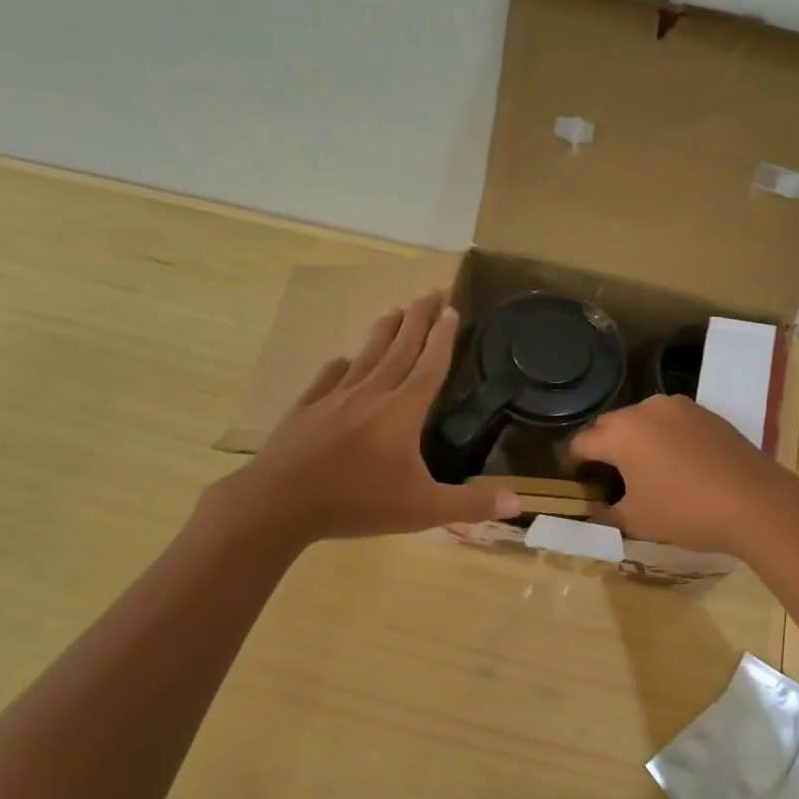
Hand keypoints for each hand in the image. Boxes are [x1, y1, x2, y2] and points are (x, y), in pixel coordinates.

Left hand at [212, 290, 520, 545]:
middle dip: (417, 318)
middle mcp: (371, 394)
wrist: (280, 503)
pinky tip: (340, 360)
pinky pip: (328, 378)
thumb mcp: (422, 510)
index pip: (430, 365)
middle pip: (400, 348)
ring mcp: (334, 398)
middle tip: (429, 288)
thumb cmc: (357, 503)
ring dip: (383, 331)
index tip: (451, 309)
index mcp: (402, 411)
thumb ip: (470, 504)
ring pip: (365, 356)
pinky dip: (339, 365)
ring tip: (393, 308)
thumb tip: (518, 502)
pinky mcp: (306, 409)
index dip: (443, 337)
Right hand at [567, 394, 798, 555]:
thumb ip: (605, 515)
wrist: (757, 503)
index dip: (572, 465)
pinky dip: (664, 441)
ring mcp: (681, 407)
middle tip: (607, 481)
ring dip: (635, 442)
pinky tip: (676, 467)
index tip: (575, 484)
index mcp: (621, 431)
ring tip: (643, 473)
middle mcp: (646, 409)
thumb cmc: (685, 510)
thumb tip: (591, 514)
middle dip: (603, 450)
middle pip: (611, 427)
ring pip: (643, 422)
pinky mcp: (708, 414)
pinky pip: (672, 424)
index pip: (581, 443)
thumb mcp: (636, 521)